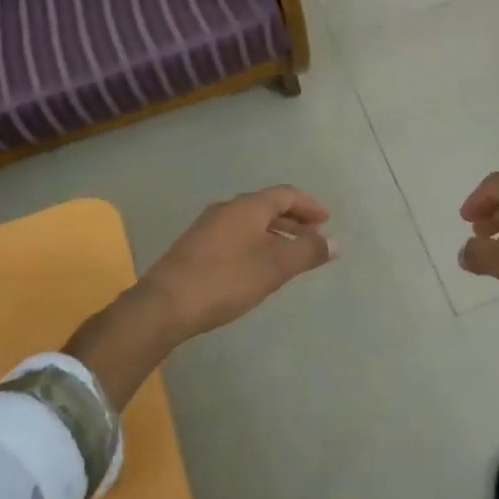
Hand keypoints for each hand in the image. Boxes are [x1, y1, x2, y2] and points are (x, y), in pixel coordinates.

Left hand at [139, 186, 336, 340]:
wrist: (164, 304)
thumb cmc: (226, 280)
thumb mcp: (274, 267)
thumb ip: (307, 252)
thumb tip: (334, 241)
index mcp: (248, 206)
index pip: (286, 194)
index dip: (309, 205)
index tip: (326, 220)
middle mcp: (228, 208)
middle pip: (268, 206)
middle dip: (293, 220)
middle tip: (314, 237)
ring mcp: (208, 227)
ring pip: (251, 222)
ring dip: (275, 233)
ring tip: (291, 255)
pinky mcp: (196, 246)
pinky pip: (236, 235)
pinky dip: (257, 243)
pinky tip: (259, 266)